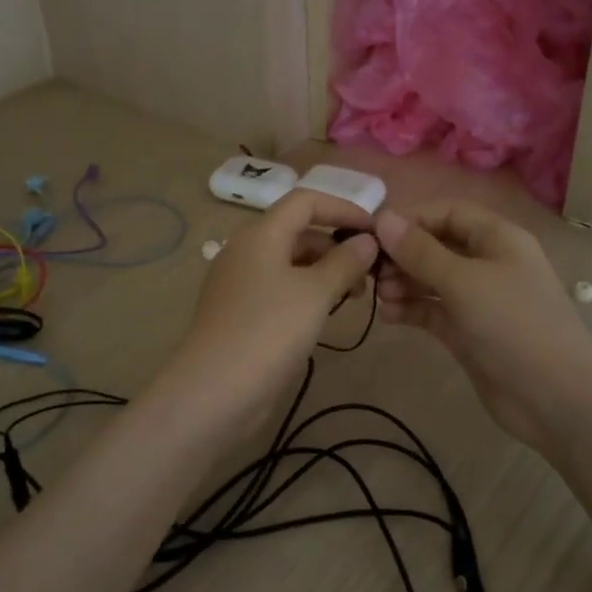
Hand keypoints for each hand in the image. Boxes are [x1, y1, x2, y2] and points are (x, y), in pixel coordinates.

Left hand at [159, 190, 378, 435]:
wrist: (215, 390)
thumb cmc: (270, 330)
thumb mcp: (316, 292)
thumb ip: (345, 262)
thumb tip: (367, 241)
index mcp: (261, 234)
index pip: (306, 201)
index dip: (343, 208)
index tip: (376, 230)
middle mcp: (245, 250)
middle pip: (297, 231)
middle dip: (336, 246)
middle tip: (369, 274)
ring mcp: (239, 282)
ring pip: (289, 262)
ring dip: (324, 271)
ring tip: (352, 298)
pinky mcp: (238, 312)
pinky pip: (278, 288)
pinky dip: (305, 292)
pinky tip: (324, 315)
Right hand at [374, 201, 591, 451]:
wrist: (555, 398)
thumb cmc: (513, 325)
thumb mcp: (463, 282)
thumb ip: (420, 251)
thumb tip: (382, 218)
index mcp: (497, 238)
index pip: (447, 213)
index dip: (410, 219)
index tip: (373, 235)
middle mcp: (488, 263)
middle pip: (436, 245)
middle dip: (402, 255)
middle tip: (370, 272)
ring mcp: (478, 299)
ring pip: (431, 279)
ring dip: (403, 283)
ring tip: (379, 296)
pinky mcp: (468, 331)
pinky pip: (433, 310)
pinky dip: (411, 309)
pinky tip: (388, 316)